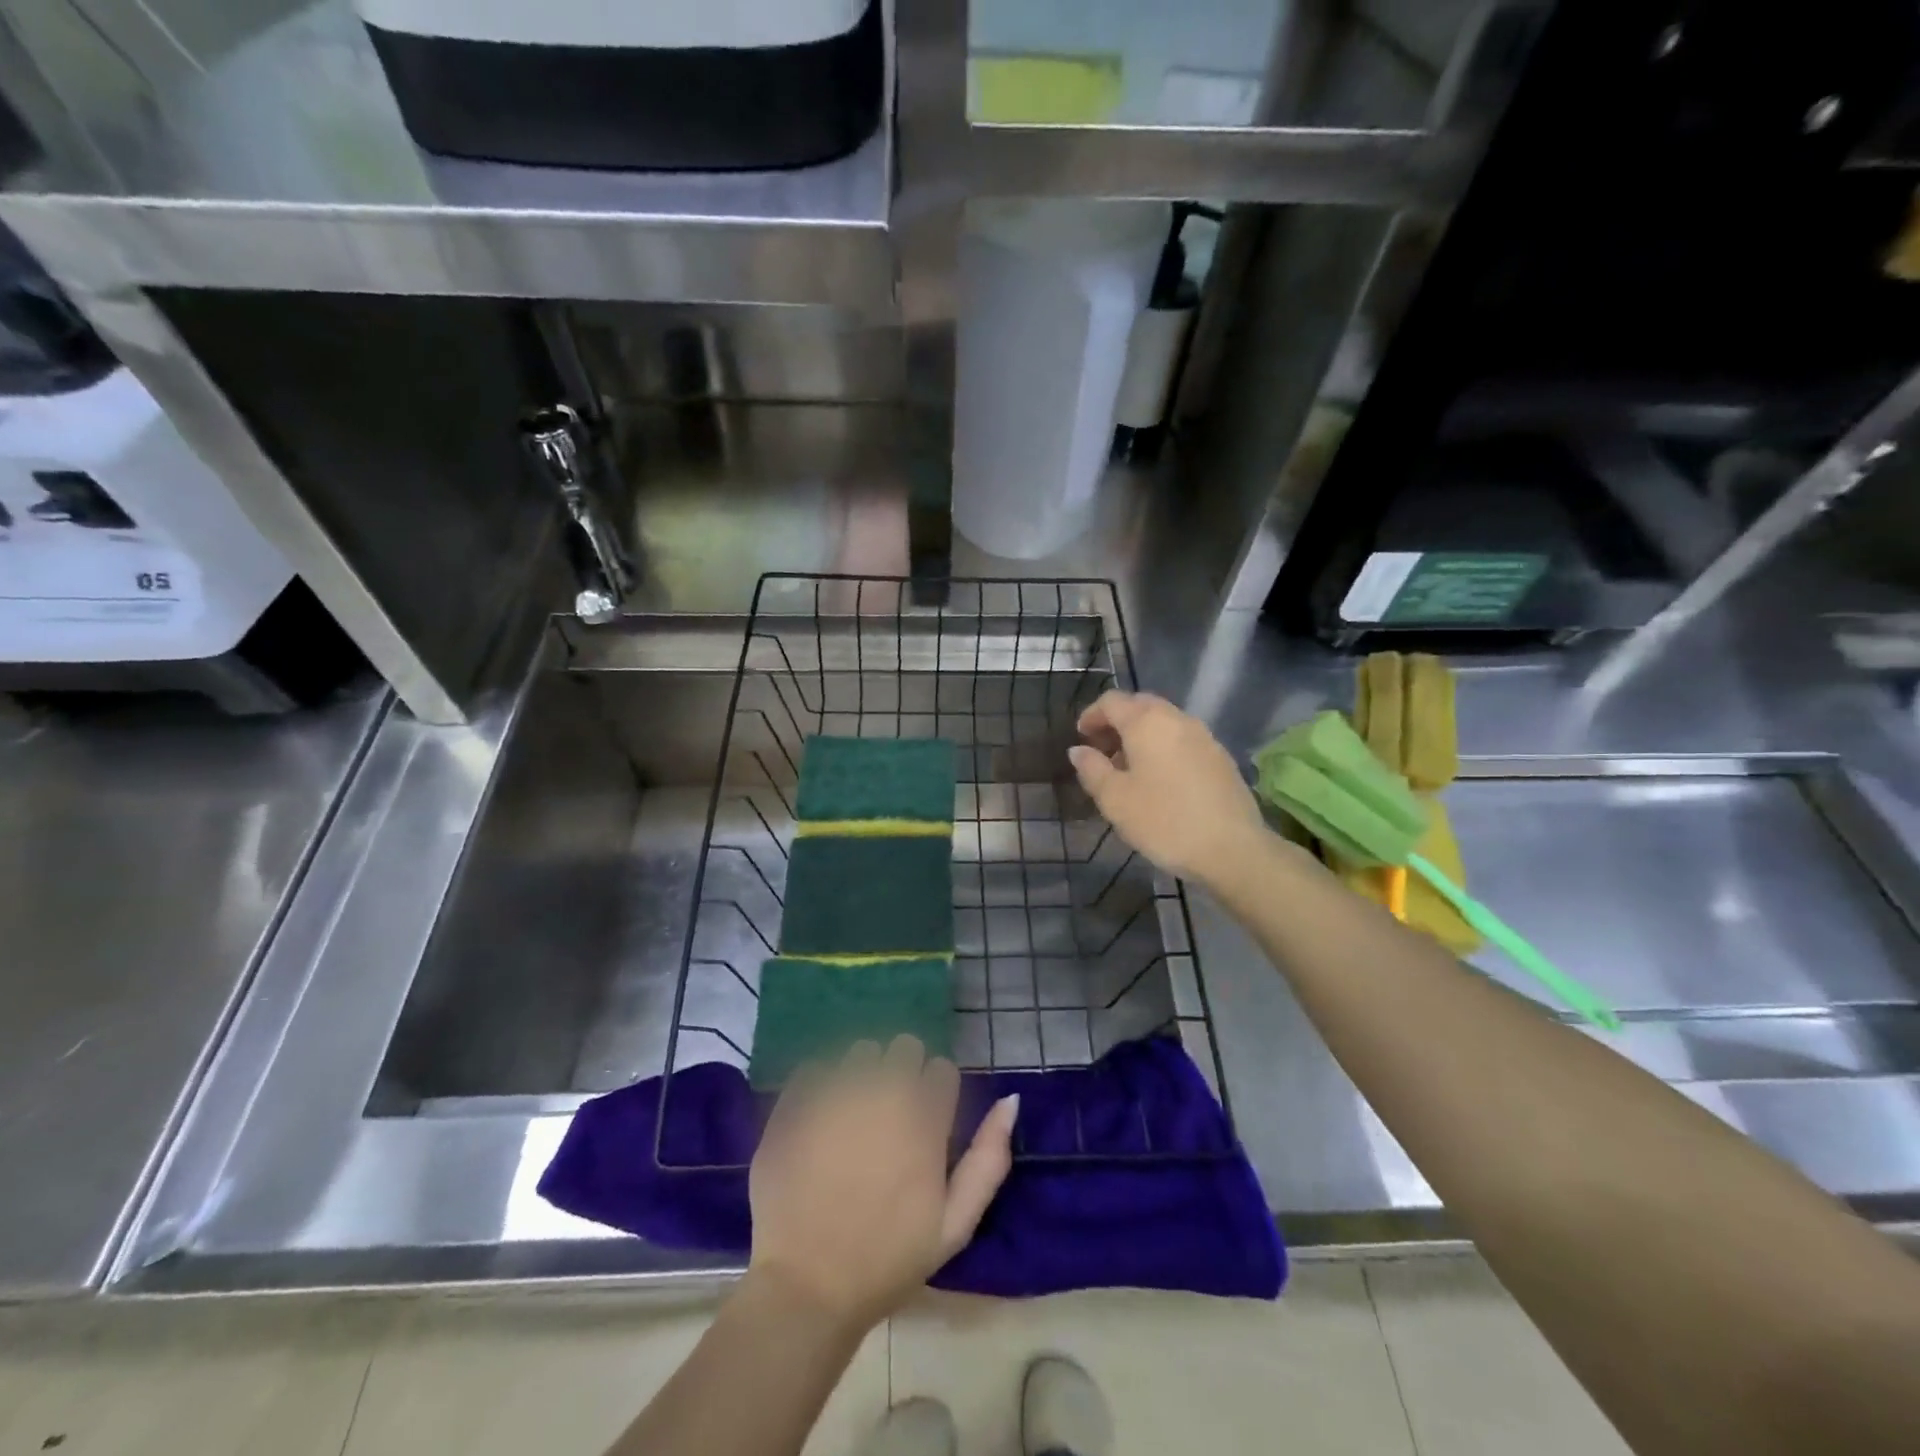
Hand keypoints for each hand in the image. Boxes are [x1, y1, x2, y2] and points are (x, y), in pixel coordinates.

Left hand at [747, 1036, 1018, 1332]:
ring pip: (861, 1051)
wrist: (806, 1287)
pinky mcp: (796, 1102)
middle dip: (903, 1071)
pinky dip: (821, 1085)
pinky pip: (816, 1068)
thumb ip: (988, 1158)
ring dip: (863, 1073)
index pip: (941, 1069)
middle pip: (904, 1047)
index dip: (937, 1093)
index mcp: (923, 1119)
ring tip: (853, 1114)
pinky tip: (819, 1120)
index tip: (926, 1121)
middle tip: (890, 1114)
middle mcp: (882, 1092)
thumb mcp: (954, 1225)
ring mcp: (835, 1093)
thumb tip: (1010, 1100)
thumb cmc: (887, 1261)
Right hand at [1068, 690, 1269, 887]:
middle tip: (1102, 751)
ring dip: (1141, 735)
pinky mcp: (1220, 756)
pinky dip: (1163, 747)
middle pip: (1140, 705)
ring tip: (1128, 768)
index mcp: (1147, 722)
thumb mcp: (1115, 799)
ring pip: (1164, 722)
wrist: (1232, 848)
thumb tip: (1078, 750)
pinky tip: (1159, 779)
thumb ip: (1092, 769)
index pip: (1112, 701)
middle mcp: (1177, 719)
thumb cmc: (1164, 821)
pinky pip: (1182, 739)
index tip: (1081, 738)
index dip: (1091, 715)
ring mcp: (1204, 736)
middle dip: (1117, 722)